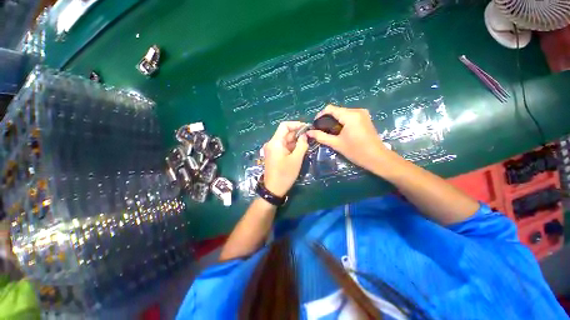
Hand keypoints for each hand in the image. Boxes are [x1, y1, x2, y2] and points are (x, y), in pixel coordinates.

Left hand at [263, 121, 308, 196]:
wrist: (273, 189)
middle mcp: (272, 143)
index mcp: (275, 142)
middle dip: (298, 133)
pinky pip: (284, 147)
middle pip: (285, 133)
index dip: (296, 124)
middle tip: (310, 137)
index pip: (284, 126)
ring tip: (307, 144)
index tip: (307, 128)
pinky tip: (300, 150)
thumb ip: (302, 145)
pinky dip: (292, 147)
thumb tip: (305, 135)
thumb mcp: (296, 159)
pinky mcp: (274, 155)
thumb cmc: (285, 174)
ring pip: (285, 140)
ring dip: (296, 141)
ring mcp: (272, 149)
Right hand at [307, 105, 388, 170]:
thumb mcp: (336, 144)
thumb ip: (321, 136)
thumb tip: (308, 132)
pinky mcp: (365, 118)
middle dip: (327, 119)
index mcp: (350, 115)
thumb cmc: (356, 151)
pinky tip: (338, 131)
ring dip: (334, 121)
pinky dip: (341, 122)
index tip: (314, 125)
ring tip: (328, 132)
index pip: (330, 109)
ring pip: (342, 113)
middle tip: (320, 130)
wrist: (377, 158)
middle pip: (336, 110)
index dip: (320, 115)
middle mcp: (357, 111)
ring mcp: (362, 114)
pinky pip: (349, 116)